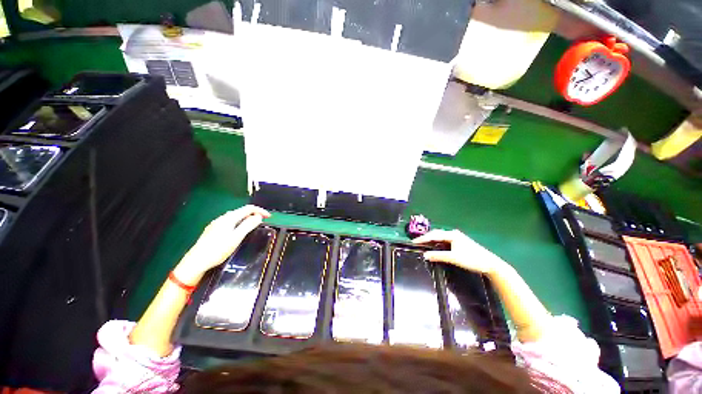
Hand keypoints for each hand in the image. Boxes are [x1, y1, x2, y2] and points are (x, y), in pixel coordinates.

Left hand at [174, 205, 270, 284]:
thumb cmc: (218, 249)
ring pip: (235, 217)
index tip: (269, 217)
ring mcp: (216, 224)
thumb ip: (248, 225)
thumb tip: (258, 216)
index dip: (260, 211)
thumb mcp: (236, 237)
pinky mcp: (213, 230)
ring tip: (253, 225)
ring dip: (247, 218)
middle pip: (241, 211)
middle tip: (263, 221)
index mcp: (229, 218)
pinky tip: (239, 230)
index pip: (248, 209)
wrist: (196, 261)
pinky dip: (239, 223)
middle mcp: (223, 218)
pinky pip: (230, 222)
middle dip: (254, 214)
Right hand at [412, 229, 505, 275]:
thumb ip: (438, 256)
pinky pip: (444, 240)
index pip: (434, 235)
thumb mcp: (454, 258)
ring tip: (423, 244)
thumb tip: (425, 255)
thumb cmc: (472, 259)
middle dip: (426, 238)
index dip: (423, 238)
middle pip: (436, 234)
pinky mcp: (460, 243)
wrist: (490, 264)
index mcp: (452, 235)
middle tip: (417, 243)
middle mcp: (454, 234)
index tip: (414, 242)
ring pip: (440, 237)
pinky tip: (435, 247)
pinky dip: (438, 243)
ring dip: (432, 240)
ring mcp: (457, 238)